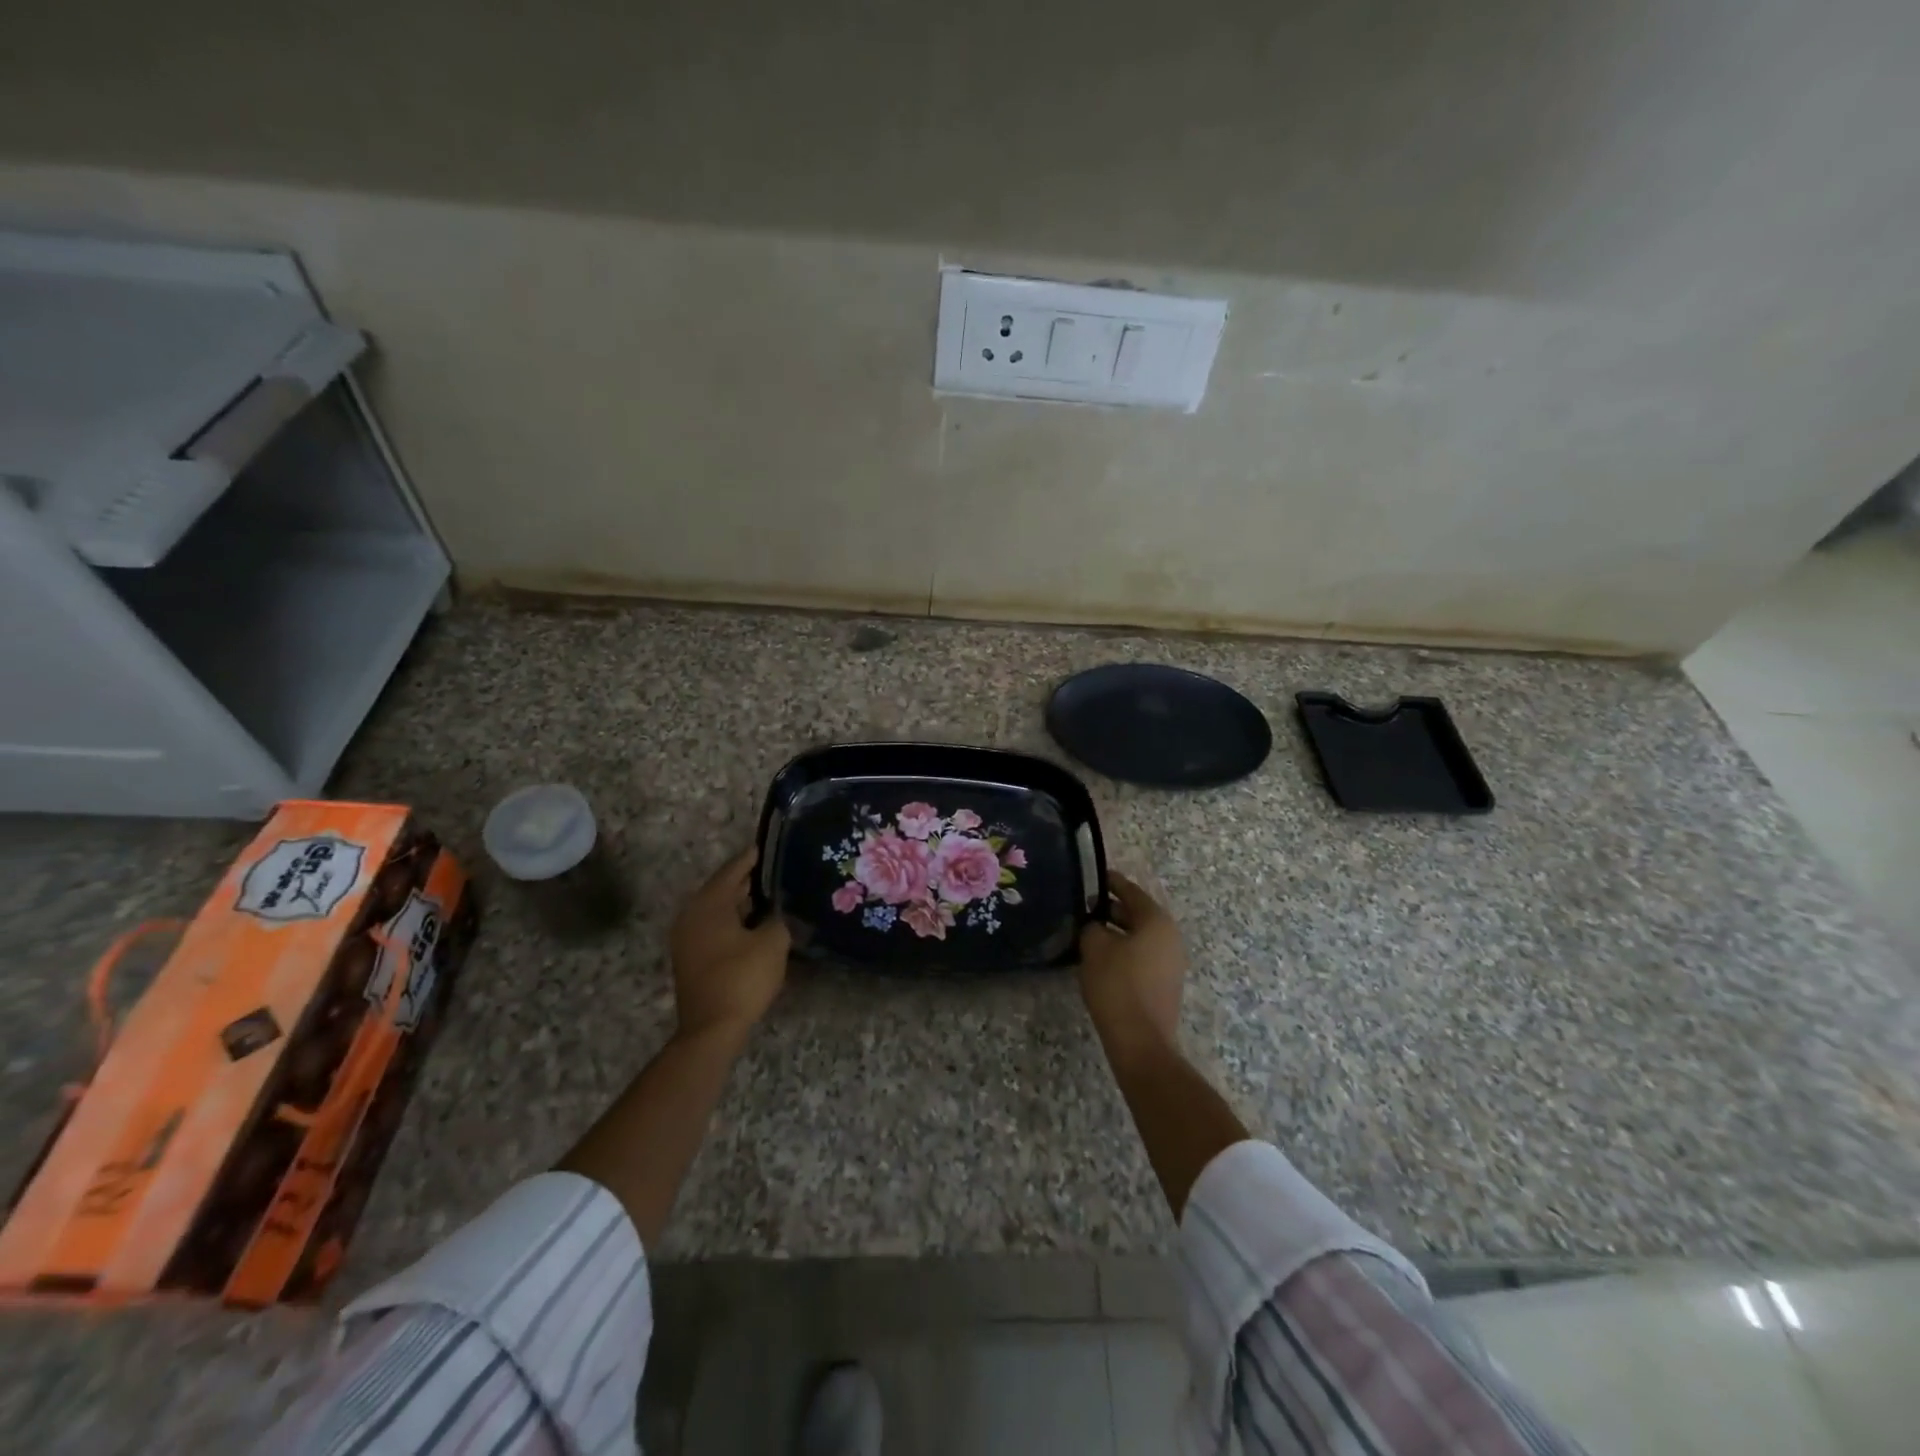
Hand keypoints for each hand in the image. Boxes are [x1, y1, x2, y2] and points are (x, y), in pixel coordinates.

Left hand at [669, 848, 791, 1040]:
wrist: (712, 1029)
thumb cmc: (742, 978)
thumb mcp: (772, 942)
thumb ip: (778, 917)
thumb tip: (778, 910)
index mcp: (709, 904)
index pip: (733, 870)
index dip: (752, 857)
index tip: (770, 846)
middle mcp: (692, 915)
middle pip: (722, 888)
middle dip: (748, 879)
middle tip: (776, 870)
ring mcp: (687, 938)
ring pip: (718, 909)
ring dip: (741, 902)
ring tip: (771, 895)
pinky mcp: (691, 958)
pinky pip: (714, 927)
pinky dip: (734, 920)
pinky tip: (755, 924)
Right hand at [1077, 874, 1185, 1057]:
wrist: (1140, 1041)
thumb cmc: (1117, 985)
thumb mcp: (1095, 947)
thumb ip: (1092, 926)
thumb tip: (1094, 925)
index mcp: (1156, 921)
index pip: (1130, 891)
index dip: (1109, 882)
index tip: (1092, 876)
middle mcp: (1169, 937)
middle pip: (1137, 913)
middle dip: (1110, 908)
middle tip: (1083, 906)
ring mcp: (1171, 962)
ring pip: (1139, 936)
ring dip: (1115, 932)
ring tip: (1088, 931)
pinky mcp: (1164, 983)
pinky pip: (1141, 956)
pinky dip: (1123, 950)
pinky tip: (1100, 957)